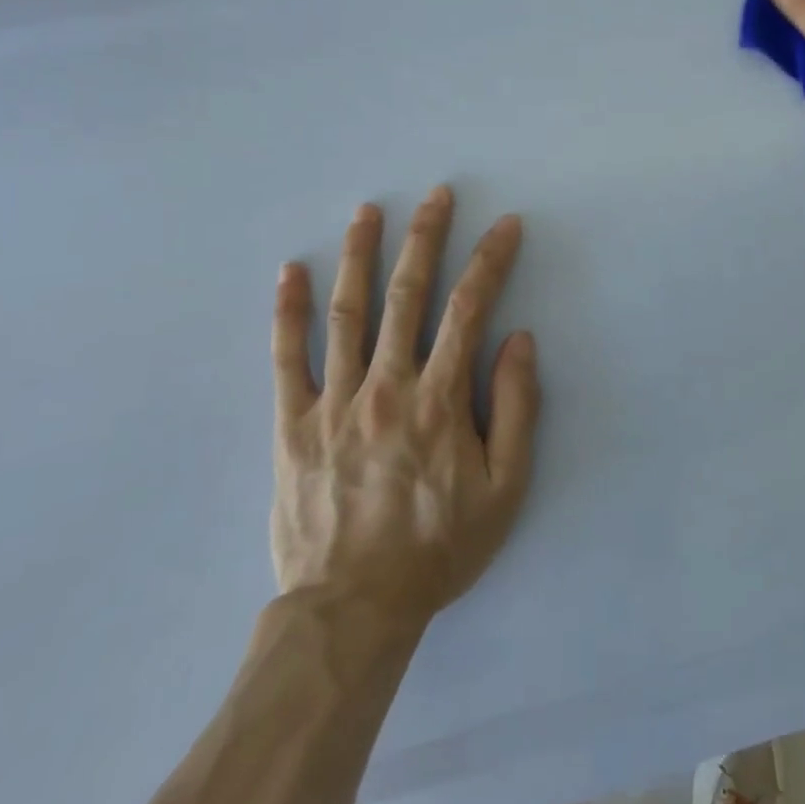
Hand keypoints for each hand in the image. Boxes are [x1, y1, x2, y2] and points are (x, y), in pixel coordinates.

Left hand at [269, 186, 539, 627]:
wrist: (352, 610)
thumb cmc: (439, 548)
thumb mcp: (505, 489)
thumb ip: (517, 409)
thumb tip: (518, 340)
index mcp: (439, 400)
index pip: (470, 309)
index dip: (490, 261)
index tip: (506, 225)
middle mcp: (386, 386)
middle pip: (407, 295)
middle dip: (425, 237)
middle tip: (436, 194)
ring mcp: (333, 402)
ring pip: (347, 312)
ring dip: (359, 254)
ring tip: (368, 210)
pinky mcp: (292, 425)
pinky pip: (286, 358)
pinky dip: (288, 312)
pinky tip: (291, 272)